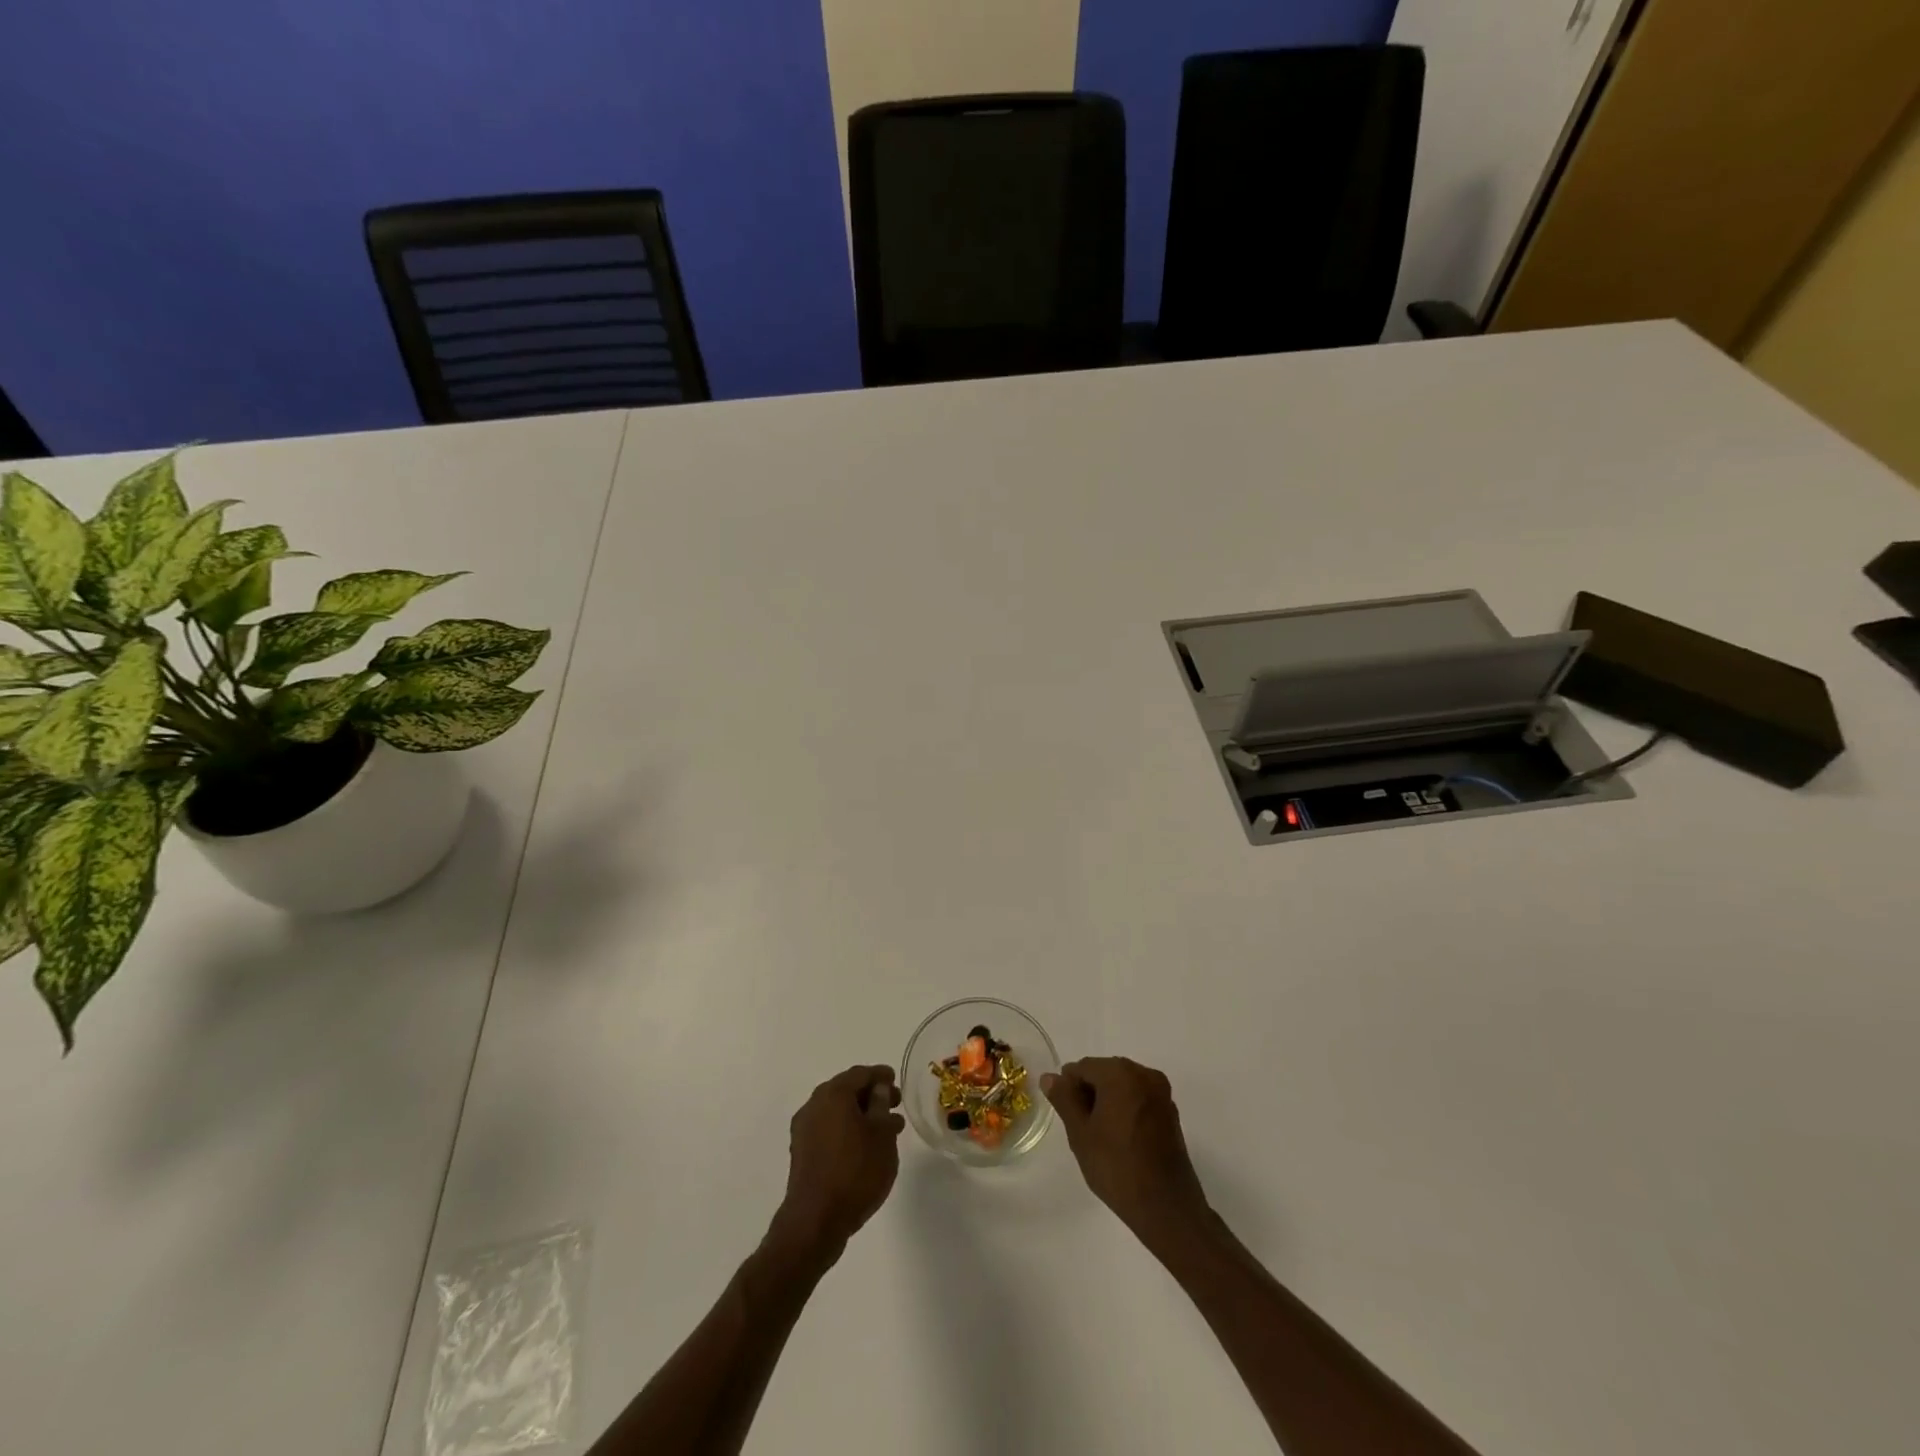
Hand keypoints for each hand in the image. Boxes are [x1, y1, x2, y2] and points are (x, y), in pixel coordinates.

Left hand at [772, 1065, 903, 1259]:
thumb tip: (878, 1089)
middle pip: (846, 1090)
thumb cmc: (855, 1172)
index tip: (896, 1081)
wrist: (815, 1221)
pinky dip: (847, 1130)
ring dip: (860, 1114)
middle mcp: (814, 1104)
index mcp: (833, 1093)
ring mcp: (804, 1129)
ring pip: (837, 1111)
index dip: (881, 1075)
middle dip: (871, 1095)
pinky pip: (828, 1129)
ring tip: (885, 1130)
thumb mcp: (882, 1135)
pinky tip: (864, 1147)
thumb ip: (881, 1105)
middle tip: (894, 1104)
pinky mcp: (801, 1152)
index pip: (861, 1073)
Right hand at [1042, 1057, 1210, 1240]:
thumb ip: (1063, 1099)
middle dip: (1089, 1093)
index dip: (1069, 1088)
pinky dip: (1126, 1109)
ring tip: (1100, 1136)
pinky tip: (1120, 1138)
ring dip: (1107, 1101)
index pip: (1083, 1067)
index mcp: (1121, 1073)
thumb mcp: (1080, 1133)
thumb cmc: (1117, 1167)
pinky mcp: (1171, 1112)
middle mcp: (1144, 1074)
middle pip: (1105, 1072)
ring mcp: (1161, 1093)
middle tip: (1081, 1127)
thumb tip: (1050, 1077)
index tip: (1066, 1115)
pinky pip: (1139, 1098)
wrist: (1166, 1208)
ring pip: (1122, 1085)